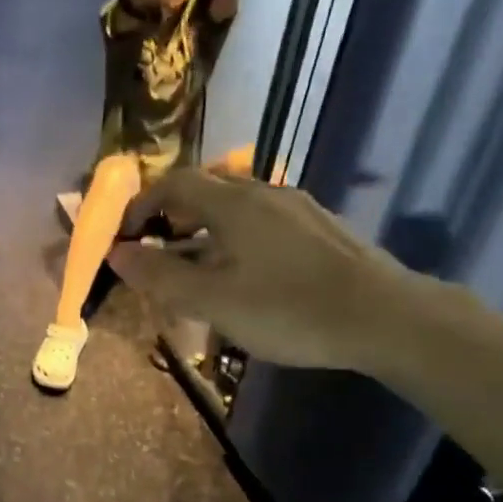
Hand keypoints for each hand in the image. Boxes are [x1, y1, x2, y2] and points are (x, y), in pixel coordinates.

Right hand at [106, 171, 418, 371]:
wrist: (384, 317)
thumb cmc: (287, 309)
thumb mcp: (212, 300)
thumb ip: (160, 276)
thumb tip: (117, 254)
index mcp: (234, 204)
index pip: (175, 184)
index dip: (142, 204)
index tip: (126, 236)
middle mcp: (264, 194)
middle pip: (207, 188)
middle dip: (172, 213)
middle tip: (156, 247)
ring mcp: (297, 209)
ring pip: (236, 206)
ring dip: (204, 228)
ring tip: (195, 265)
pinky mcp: (320, 229)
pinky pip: (262, 221)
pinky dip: (235, 237)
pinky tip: (244, 273)